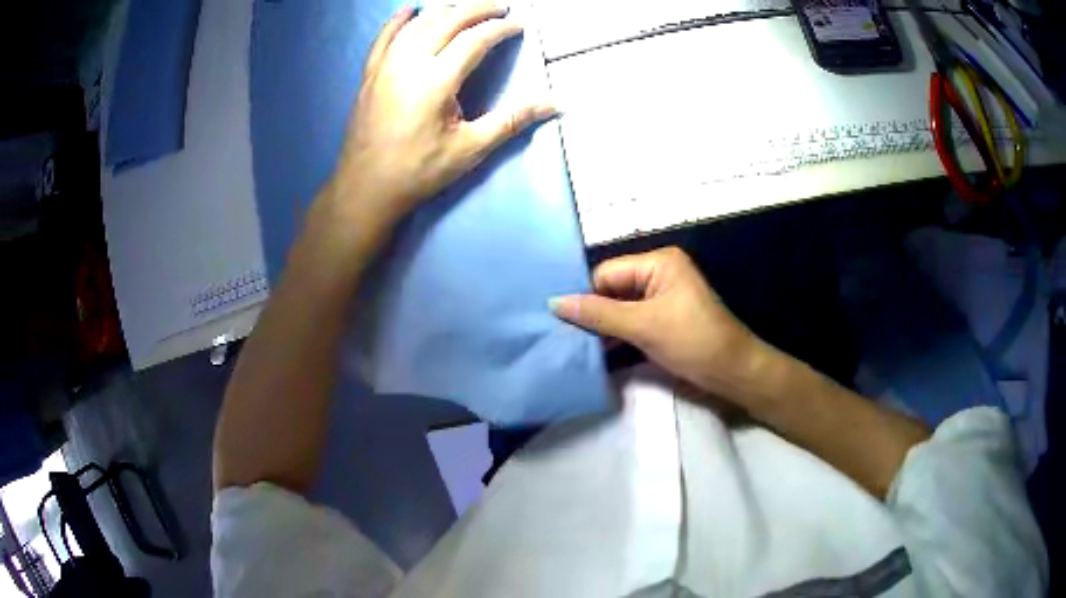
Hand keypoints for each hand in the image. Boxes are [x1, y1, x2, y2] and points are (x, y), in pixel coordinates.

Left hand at [331, 3, 556, 222]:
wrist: (365, 188)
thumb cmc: (418, 171)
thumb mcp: (469, 149)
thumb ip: (511, 120)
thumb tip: (554, 104)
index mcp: (436, 80)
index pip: (475, 39)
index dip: (501, 28)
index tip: (520, 23)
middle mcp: (409, 63)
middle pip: (447, 21)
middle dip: (477, 9)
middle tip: (501, 6)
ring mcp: (385, 66)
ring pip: (418, 23)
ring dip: (445, 9)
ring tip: (467, 7)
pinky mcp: (370, 74)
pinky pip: (384, 37)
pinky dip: (399, 20)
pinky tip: (410, 10)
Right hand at [551, 247, 769, 404]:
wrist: (732, 373)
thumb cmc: (693, 341)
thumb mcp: (644, 325)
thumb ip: (598, 314)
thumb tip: (554, 302)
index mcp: (658, 263)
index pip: (607, 273)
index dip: (584, 294)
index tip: (557, 319)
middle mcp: (657, 275)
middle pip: (611, 290)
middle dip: (590, 312)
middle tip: (558, 334)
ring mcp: (660, 300)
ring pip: (618, 309)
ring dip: (600, 327)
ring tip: (569, 345)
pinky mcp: (661, 323)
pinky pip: (629, 323)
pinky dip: (614, 336)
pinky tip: (593, 351)